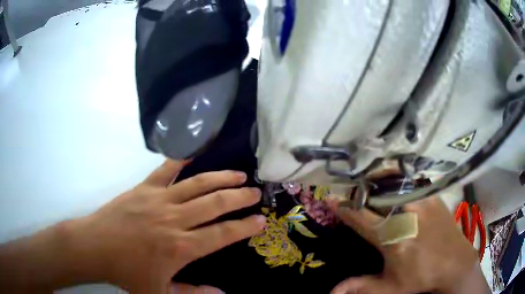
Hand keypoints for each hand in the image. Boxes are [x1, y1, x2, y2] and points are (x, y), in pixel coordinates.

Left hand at [67, 160, 264, 292]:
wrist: (96, 248)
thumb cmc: (127, 273)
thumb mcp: (161, 293)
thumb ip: (193, 293)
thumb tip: (223, 293)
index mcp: (181, 248)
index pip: (223, 234)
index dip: (245, 226)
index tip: (261, 220)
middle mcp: (174, 220)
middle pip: (215, 203)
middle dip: (239, 197)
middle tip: (255, 192)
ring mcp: (158, 200)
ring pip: (197, 184)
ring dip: (221, 177)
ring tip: (238, 174)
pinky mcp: (143, 188)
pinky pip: (166, 169)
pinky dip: (182, 159)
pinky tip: (195, 152)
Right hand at [331, 195, 488, 293]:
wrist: (456, 263)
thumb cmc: (422, 277)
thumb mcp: (390, 288)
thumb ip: (361, 287)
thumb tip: (330, 293)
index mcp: (394, 238)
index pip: (362, 217)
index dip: (344, 208)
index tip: (330, 198)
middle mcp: (407, 214)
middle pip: (377, 194)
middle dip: (361, 192)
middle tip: (353, 195)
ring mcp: (422, 201)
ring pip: (394, 183)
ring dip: (378, 183)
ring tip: (371, 188)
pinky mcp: (433, 196)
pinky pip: (410, 183)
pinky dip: (398, 183)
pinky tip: (396, 189)